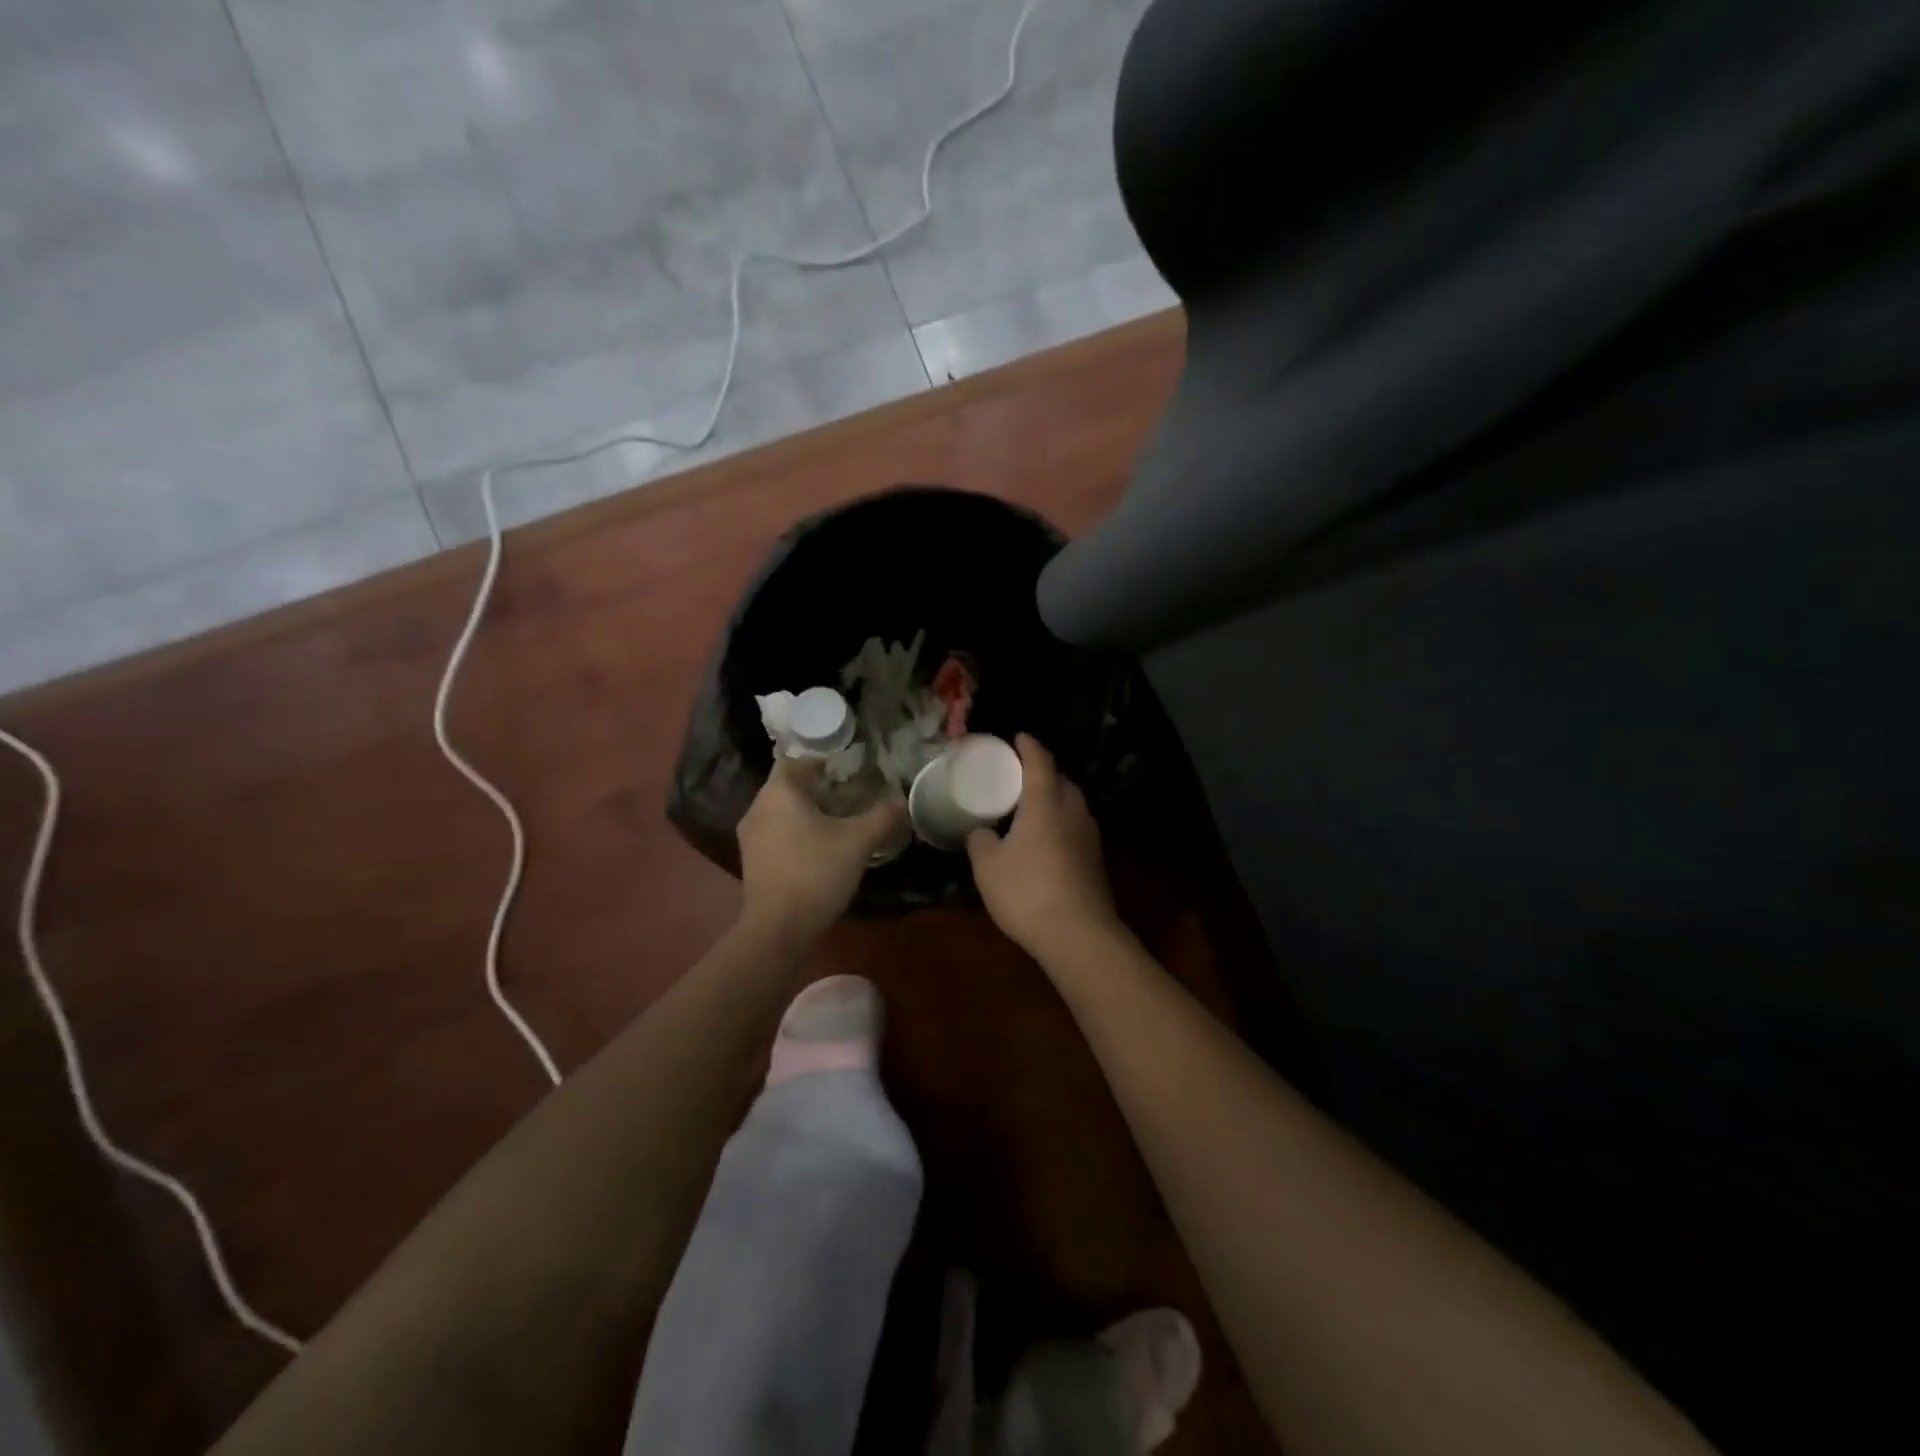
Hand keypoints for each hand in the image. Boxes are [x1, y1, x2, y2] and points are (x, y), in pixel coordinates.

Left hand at [738, 758, 905, 941]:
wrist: (778, 929)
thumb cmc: (816, 873)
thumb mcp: (858, 842)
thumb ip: (882, 817)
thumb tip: (902, 801)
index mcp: (780, 793)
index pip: (796, 760)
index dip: (822, 760)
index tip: (848, 768)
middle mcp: (758, 808)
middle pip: (788, 786)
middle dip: (817, 787)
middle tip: (850, 793)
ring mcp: (750, 836)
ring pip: (781, 811)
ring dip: (806, 812)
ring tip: (839, 820)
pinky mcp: (752, 861)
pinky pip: (776, 833)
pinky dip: (796, 832)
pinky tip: (820, 848)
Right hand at [966, 734, 1117, 959]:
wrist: (1078, 934)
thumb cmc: (1027, 890)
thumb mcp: (987, 866)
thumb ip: (981, 840)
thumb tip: (982, 831)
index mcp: (1046, 802)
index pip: (1040, 761)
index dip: (1029, 746)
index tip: (1019, 737)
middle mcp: (1073, 811)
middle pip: (1061, 781)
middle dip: (1043, 773)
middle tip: (1019, 775)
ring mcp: (1090, 836)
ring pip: (1071, 805)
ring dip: (1054, 799)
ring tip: (1031, 806)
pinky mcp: (1096, 860)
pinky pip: (1075, 828)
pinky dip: (1060, 823)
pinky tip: (1045, 840)